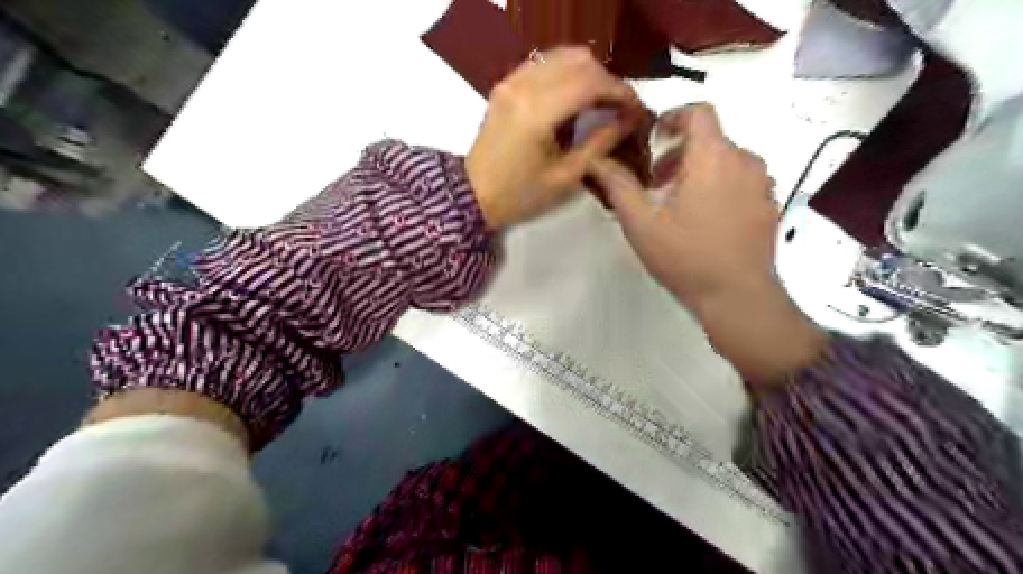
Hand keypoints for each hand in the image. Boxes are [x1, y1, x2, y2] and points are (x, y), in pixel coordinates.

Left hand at [466, 48, 641, 229]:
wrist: (472, 195)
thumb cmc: (519, 195)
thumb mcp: (565, 177)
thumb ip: (599, 143)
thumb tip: (627, 120)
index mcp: (537, 112)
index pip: (591, 82)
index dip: (621, 91)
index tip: (636, 110)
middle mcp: (523, 86)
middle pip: (579, 60)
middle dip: (607, 80)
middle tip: (620, 108)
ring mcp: (511, 81)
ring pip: (562, 55)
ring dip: (588, 74)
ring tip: (600, 102)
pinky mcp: (505, 85)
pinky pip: (544, 63)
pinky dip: (566, 73)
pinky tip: (574, 97)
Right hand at [589, 102, 826, 381]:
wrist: (738, 296)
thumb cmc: (686, 256)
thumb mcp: (641, 224)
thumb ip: (618, 186)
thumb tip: (597, 160)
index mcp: (713, 157)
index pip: (699, 112)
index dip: (674, 116)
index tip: (654, 137)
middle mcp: (744, 161)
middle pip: (710, 139)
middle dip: (679, 153)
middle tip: (656, 183)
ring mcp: (762, 184)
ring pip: (727, 160)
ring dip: (699, 170)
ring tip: (678, 204)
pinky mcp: (770, 205)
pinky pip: (742, 181)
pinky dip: (720, 185)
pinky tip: (705, 220)